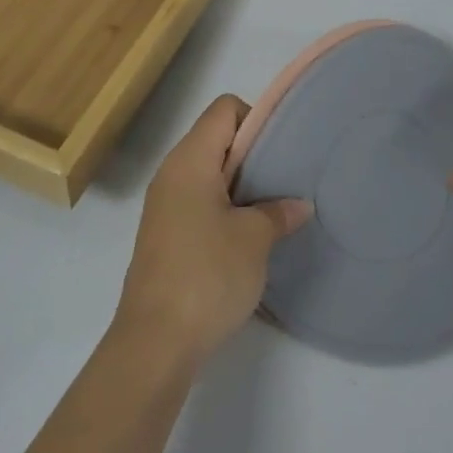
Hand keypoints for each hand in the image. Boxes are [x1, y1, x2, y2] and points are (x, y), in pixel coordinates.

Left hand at [115, 95, 312, 367]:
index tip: (282, 151)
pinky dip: (225, 207)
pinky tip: (248, 235)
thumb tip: (299, 205)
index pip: (224, 109)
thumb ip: (279, 212)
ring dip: (240, 184)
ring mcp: (164, 205)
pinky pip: (199, 201)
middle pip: (216, 138)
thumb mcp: (255, 239)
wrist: (154, 343)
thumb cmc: (207, 275)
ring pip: (209, 173)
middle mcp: (172, 172)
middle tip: (286, 178)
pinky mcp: (164, 235)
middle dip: (253, 153)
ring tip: (273, 207)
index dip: (257, 119)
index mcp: (190, 160)